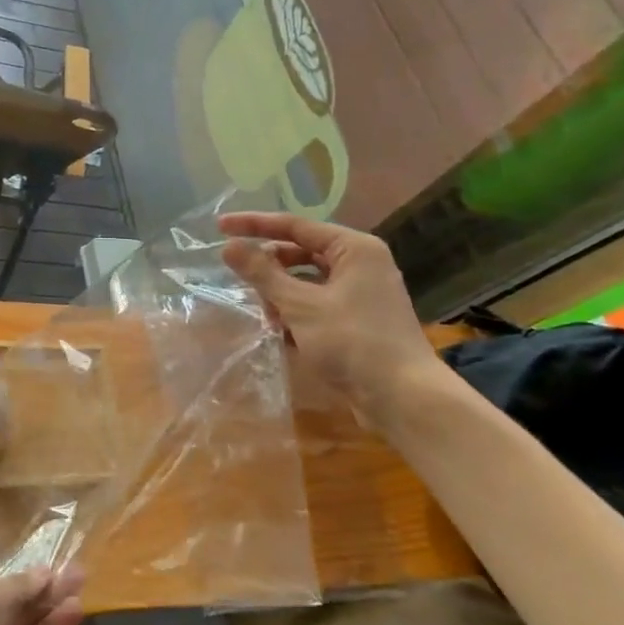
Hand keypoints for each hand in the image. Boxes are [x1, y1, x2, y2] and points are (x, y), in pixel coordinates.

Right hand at [219, 211, 443, 425]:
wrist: (404, 399)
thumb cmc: (353, 342)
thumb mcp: (300, 305)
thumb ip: (262, 274)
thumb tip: (229, 246)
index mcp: (354, 249)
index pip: (294, 226)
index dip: (254, 225)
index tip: (220, 227)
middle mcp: (360, 264)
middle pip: (301, 253)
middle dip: (270, 270)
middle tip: (242, 283)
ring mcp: (361, 294)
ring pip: (307, 282)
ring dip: (281, 296)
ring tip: (267, 318)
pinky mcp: (358, 321)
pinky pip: (317, 305)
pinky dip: (297, 314)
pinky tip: (282, 334)